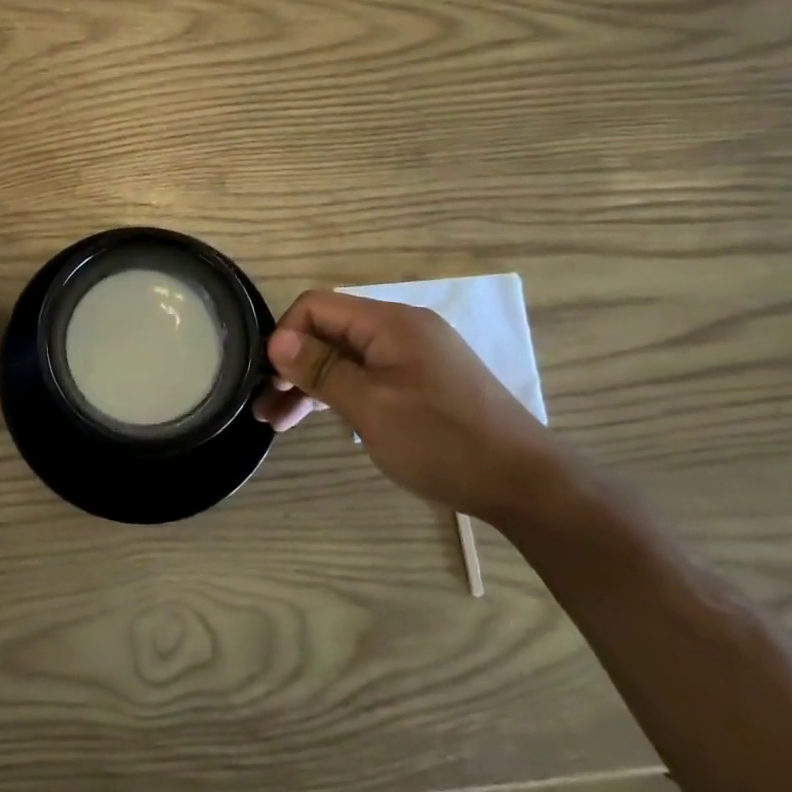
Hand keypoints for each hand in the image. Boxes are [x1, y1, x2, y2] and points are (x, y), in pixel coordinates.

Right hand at [252, 290, 566, 520]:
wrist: (526, 485)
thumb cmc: (442, 441)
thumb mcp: (371, 406)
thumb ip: (321, 369)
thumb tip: (276, 340)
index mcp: (390, 323)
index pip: (317, 306)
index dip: (286, 336)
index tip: (272, 379)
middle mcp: (401, 330)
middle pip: (329, 332)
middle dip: (293, 366)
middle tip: (266, 407)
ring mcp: (413, 358)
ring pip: (346, 359)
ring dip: (311, 386)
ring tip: (278, 424)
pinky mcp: (422, 384)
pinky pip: (367, 377)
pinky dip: (340, 395)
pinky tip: (320, 420)